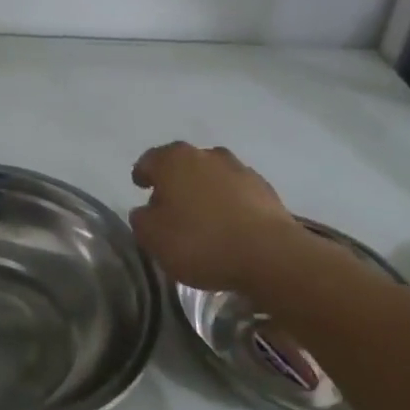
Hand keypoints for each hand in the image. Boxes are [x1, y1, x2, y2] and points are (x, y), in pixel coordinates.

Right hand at [129, 142, 304, 293]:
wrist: (270, 255)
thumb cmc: (200, 241)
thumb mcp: (153, 238)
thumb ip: (141, 219)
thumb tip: (146, 211)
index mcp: (173, 160)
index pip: (149, 160)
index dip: (142, 174)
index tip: (140, 186)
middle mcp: (205, 155)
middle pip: (182, 164)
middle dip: (174, 181)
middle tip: (169, 205)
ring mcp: (239, 169)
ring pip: (212, 176)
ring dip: (204, 190)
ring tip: (202, 216)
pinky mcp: (265, 189)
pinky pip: (236, 192)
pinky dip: (228, 203)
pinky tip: (228, 225)